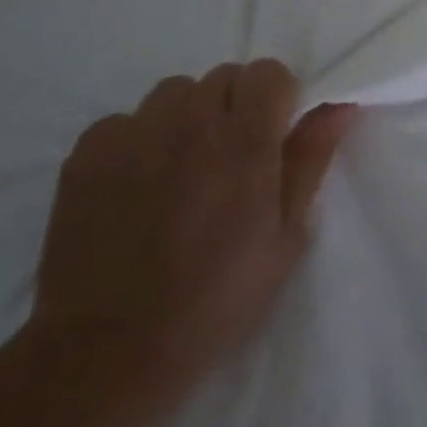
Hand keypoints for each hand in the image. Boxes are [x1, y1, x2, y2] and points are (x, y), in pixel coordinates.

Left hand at [31, 61, 355, 394]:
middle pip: (223, 78)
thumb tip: (338, 106)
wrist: (107, 353)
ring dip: (187, 117)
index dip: (277, 98)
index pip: (268, 72)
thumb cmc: (215, 299)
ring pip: (174, 93)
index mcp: (245, 140)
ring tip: (180, 169)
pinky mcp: (88, 153)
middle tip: (229, 160)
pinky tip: (136, 186)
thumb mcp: (285, 237)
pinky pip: (125, 120)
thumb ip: (311, 160)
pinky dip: (138, 140)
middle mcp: (191, 122)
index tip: (273, 135)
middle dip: (234, 106)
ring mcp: (135, 133)